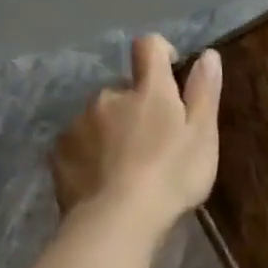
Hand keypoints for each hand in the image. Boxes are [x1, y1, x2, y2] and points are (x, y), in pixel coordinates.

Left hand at [50, 35, 221, 237]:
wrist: (118, 220)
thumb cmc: (173, 175)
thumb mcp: (203, 135)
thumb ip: (204, 92)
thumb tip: (208, 54)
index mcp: (148, 91)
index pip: (148, 48)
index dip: (160, 52)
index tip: (172, 71)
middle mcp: (108, 97)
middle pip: (125, 90)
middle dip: (138, 106)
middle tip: (157, 141)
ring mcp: (78, 123)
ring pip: (101, 117)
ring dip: (115, 130)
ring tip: (131, 165)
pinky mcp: (59, 152)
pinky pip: (80, 142)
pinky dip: (93, 152)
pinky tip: (107, 179)